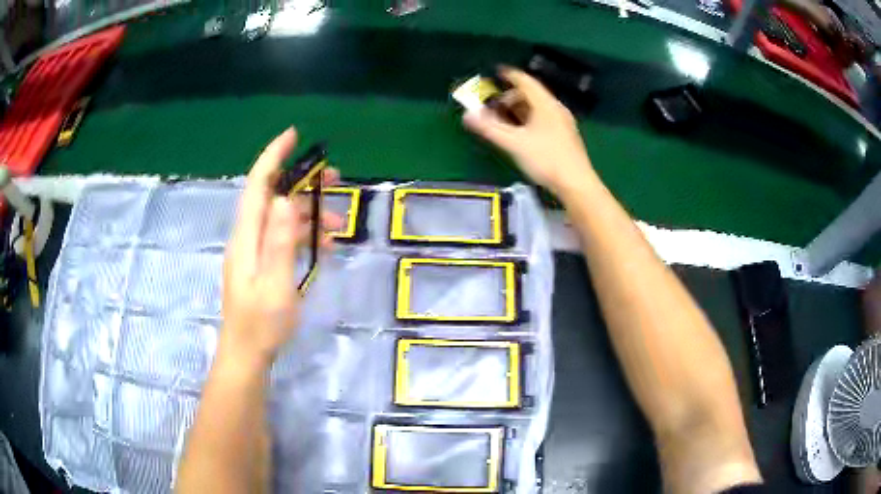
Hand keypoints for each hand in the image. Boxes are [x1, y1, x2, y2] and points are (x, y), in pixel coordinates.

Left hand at [220, 127, 339, 367]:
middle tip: (334, 178)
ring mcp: (255, 251)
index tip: (294, 136)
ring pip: (282, 218)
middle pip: (272, 196)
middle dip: (302, 182)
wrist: (247, 354)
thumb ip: (279, 243)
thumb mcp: (275, 285)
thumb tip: (282, 200)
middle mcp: (248, 237)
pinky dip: (305, 236)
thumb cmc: (261, 324)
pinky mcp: (262, 264)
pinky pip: (284, 239)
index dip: (273, 157)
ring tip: (340, 224)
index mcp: (247, 237)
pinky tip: (326, 247)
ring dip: (310, 214)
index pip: (258, 185)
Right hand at [463, 67, 592, 196]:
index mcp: (545, 105)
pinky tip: (520, 133)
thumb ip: (490, 128)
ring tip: (503, 120)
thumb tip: (467, 115)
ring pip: (537, 108)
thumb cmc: (546, 160)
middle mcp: (555, 109)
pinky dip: (528, 119)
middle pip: (531, 95)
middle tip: (493, 106)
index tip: (497, 72)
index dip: (510, 75)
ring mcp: (562, 123)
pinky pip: (543, 119)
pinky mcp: (565, 136)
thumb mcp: (514, 143)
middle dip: (510, 97)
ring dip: (518, 110)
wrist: (576, 184)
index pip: (525, 81)